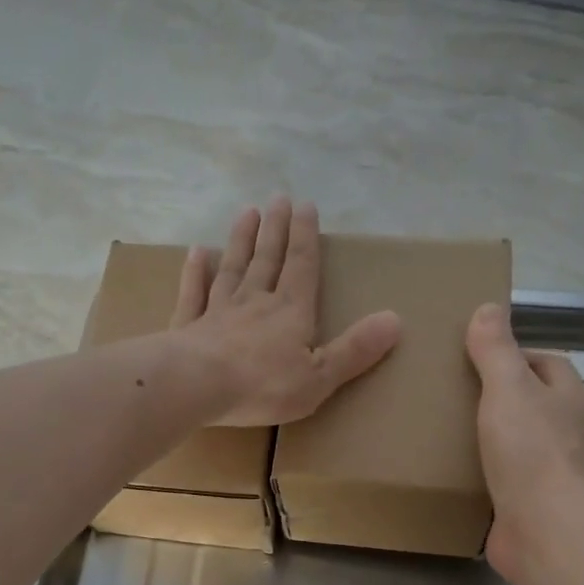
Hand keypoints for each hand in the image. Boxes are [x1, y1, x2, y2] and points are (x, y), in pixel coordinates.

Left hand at [173, 198, 400, 426]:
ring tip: (247, 213)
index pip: (301, 265)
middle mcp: (254, 301)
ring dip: (240, 240)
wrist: (196, 386)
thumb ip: (355, 349)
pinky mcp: (187, 327)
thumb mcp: (320, 376)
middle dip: (274, 228)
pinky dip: (195, 272)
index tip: (305, 205)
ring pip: (232, 268)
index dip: (305, 236)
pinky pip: (193, 293)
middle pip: (266, 258)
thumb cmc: (263, 386)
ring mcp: (217, 311)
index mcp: (290, 311)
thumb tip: (395, 320)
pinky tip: (196, 252)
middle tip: (277, 198)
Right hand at [465, 302, 583, 584]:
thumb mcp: (508, 388)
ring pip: (520, 442)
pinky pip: (507, 478)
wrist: (545, 529)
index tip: (476, 358)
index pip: (547, 363)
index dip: (516, 354)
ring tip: (447, 430)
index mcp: (570, 400)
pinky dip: (486, 473)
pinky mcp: (533, 504)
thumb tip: (488, 308)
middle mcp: (568, 432)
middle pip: (534, 402)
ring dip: (492, 436)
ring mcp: (553, 471)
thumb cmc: (530, 450)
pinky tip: (455, 471)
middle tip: (454, 393)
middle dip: (500, 395)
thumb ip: (496, 350)